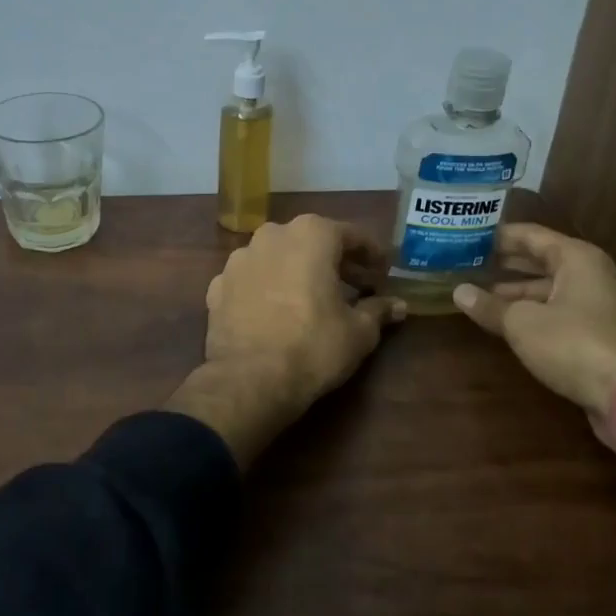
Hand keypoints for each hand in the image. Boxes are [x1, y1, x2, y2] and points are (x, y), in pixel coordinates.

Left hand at [169, 216, 404, 467]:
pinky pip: (251, 281)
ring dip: (296, 271)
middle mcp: (271, 236)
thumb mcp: (359, 331)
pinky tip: (276, 312)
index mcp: (310, 235)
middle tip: (355, 284)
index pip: (350, 235)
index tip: (383, 270)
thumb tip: (397, 306)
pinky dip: (266, 290)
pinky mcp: (217, 287)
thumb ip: (378, 310)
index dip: (371, 253)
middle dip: (334, 260)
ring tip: (313, 298)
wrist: (249, 380)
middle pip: (310, 241)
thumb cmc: (313, 346)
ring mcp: (238, 260)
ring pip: (276, 258)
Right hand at [451, 224, 615, 413]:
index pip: (529, 234)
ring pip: (547, 288)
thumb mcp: (522, 323)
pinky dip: (530, 311)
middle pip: (539, 259)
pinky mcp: (596, 332)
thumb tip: (459, 292)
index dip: (497, 235)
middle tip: (465, 262)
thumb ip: (490, 305)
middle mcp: (590, 274)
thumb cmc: (574, 344)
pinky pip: (555, 310)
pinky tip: (503, 319)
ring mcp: (596, 304)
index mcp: (576, 258)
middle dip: (503, 262)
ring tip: (476, 292)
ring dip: (514, 290)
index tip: (466, 236)